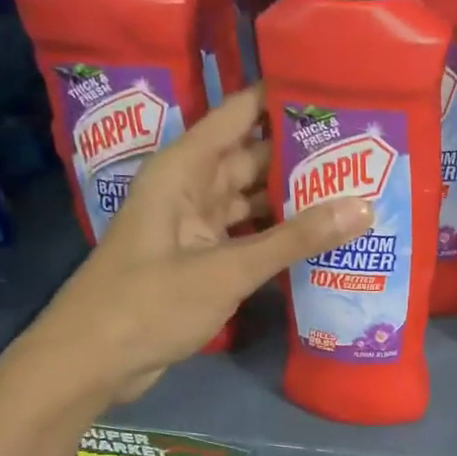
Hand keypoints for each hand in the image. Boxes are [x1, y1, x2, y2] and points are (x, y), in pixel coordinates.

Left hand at [24, 87, 371, 408]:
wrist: (91, 363)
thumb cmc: (149, 304)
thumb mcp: (226, 269)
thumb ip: (294, 239)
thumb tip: (364, 206)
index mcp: (184, 169)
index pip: (239, 114)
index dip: (283, 98)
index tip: (338, 92)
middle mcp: (190, 188)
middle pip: (253, 158)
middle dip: (303, 155)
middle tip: (366, 151)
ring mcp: (196, 226)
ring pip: (253, 200)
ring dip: (296, 199)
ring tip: (356, 190)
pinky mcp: (202, 260)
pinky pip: (249, 236)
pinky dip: (280, 237)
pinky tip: (322, 239)